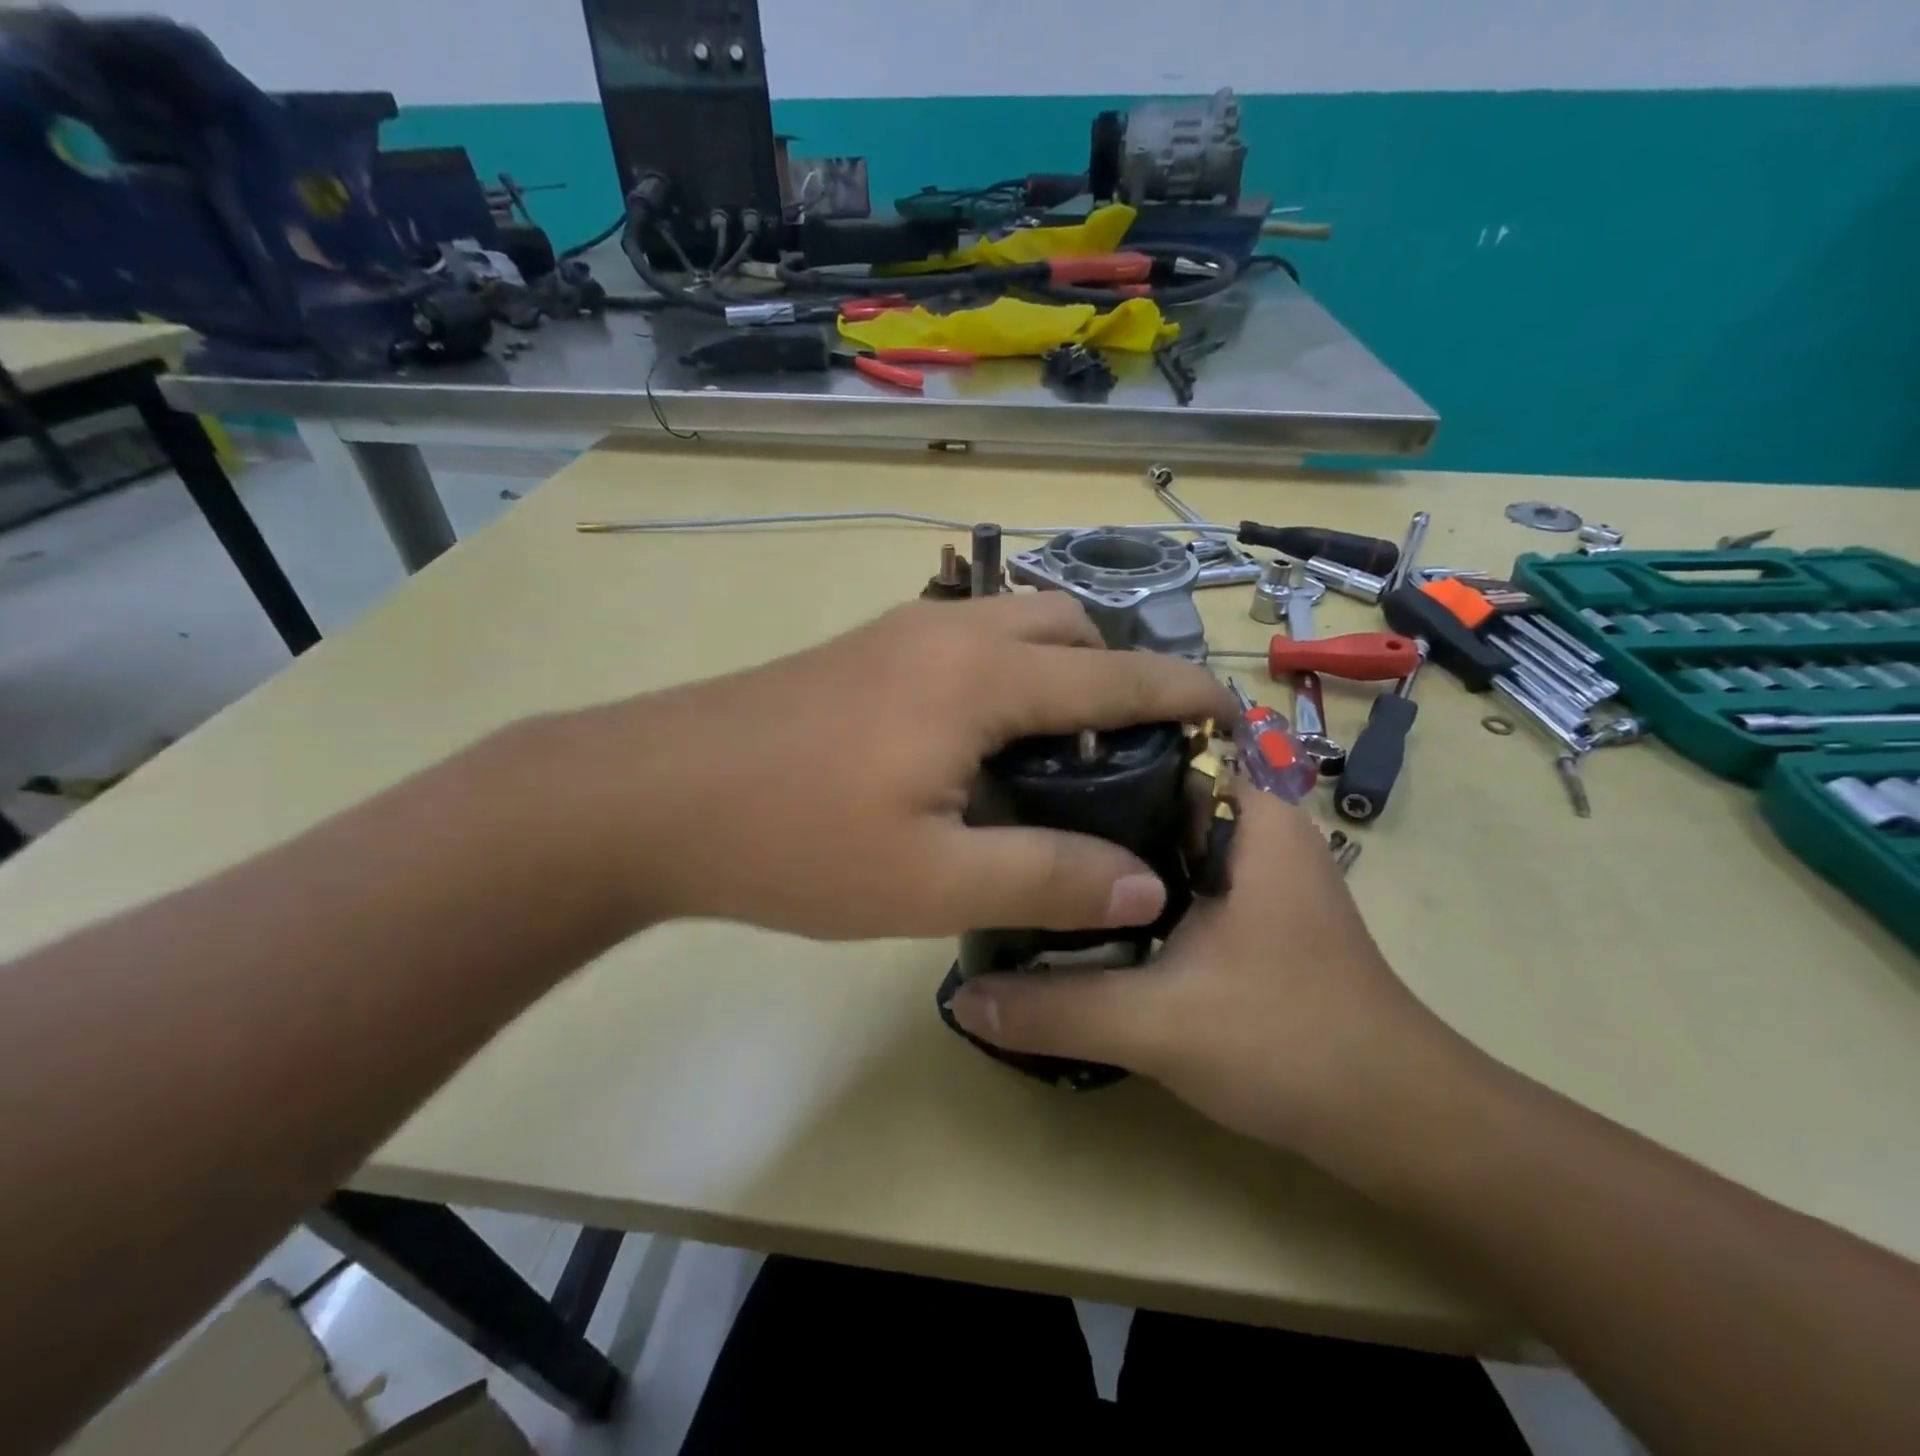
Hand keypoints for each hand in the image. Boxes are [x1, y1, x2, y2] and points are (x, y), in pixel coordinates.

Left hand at [577, 594, 1233, 939]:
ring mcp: (898, 634)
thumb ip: (1045, 877)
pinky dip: (1003, 672)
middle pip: (1065, 625)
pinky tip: (981, 739)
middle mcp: (948, 632)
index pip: (1116, 674)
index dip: (1183, 693)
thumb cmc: (793, 840)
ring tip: (1061, 747)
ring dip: (1055, 667)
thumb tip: (1143, 882)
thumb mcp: (930, 882)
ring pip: (1010, 626)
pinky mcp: (860, 652)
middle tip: (1127, 749)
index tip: (1230, 714)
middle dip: (1115, 671)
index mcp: (981, 677)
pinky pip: (963, 641)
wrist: (647, 795)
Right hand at [948, 791, 1465, 1160]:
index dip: (1086, 742)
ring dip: (1098, 846)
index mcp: (1251, 814)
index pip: (1157, 739)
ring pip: (1156, 835)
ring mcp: (1249, 871)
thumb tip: (961, 997)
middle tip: (999, 807)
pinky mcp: (1241, 911)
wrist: (1395, 1124)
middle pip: (1148, 787)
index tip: (1016, 755)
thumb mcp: (1159, 1024)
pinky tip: (1070, 904)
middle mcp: (1252, 826)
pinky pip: (1167, 875)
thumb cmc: (1292, 1044)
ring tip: (1020, 848)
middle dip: (1079, 797)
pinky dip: (1121, 883)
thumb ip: (1055, 1007)